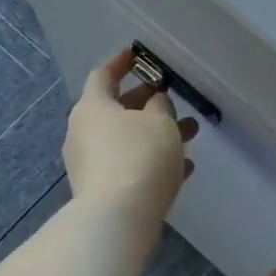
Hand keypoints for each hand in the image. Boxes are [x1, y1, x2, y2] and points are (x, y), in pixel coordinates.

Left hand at [63, 47, 197, 234]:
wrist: (117, 219)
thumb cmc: (139, 157)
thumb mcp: (160, 122)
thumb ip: (160, 106)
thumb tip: (154, 102)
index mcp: (92, 107)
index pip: (103, 74)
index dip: (121, 63)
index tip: (138, 56)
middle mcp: (84, 132)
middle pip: (116, 109)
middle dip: (148, 104)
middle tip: (172, 99)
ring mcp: (89, 164)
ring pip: (126, 140)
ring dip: (156, 135)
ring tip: (192, 134)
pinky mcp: (100, 191)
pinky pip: (128, 167)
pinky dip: (152, 162)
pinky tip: (183, 169)